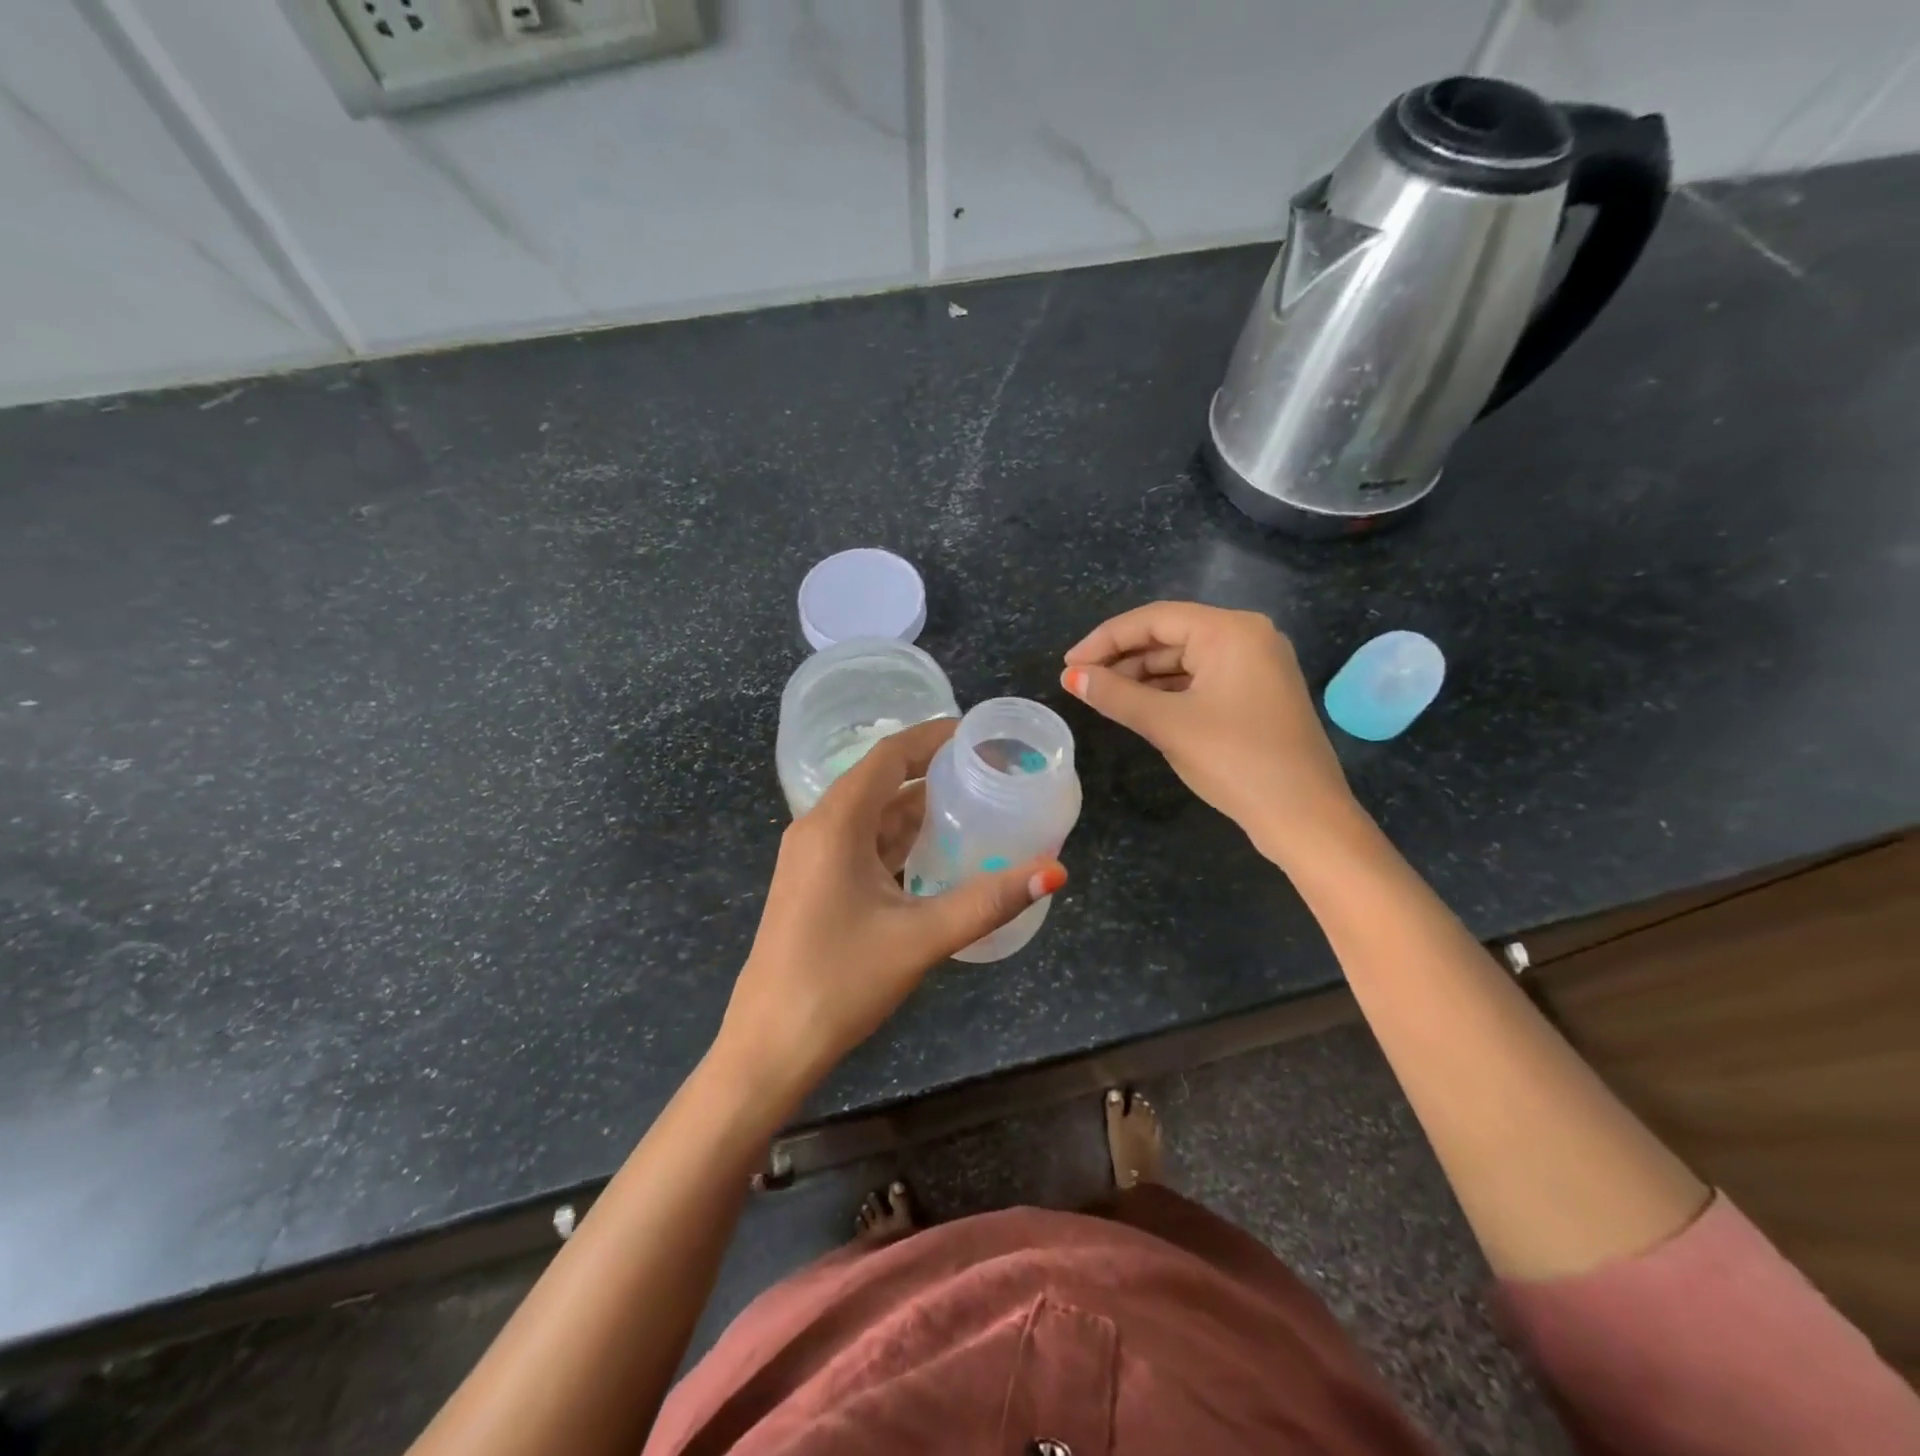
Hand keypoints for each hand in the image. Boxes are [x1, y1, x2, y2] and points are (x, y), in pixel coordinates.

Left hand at [718, 718, 1066, 1107]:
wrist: (770, 1045)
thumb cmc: (840, 981)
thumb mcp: (921, 937)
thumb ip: (988, 900)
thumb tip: (1055, 870)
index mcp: (836, 823)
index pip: (889, 756)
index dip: (932, 736)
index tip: (977, 734)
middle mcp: (818, 828)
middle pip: (880, 781)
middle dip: (931, 771)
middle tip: (986, 772)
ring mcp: (812, 858)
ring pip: (872, 816)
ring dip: (916, 808)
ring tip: (972, 805)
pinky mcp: (815, 884)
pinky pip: (862, 844)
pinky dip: (899, 840)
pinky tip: (935, 853)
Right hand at [1062, 601, 1358, 865]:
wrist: (1304, 816)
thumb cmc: (1235, 760)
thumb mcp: (1168, 724)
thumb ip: (1116, 695)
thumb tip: (1072, 678)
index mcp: (1231, 631)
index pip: (1154, 619)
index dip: (1105, 639)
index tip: (1068, 664)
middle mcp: (1247, 637)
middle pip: (1170, 635)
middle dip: (1122, 657)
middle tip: (1081, 682)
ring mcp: (1256, 665)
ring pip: (1184, 659)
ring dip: (1142, 676)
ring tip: (1103, 696)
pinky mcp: (1257, 693)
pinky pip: (1202, 679)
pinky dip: (1168, 691)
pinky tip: (1139, 707)